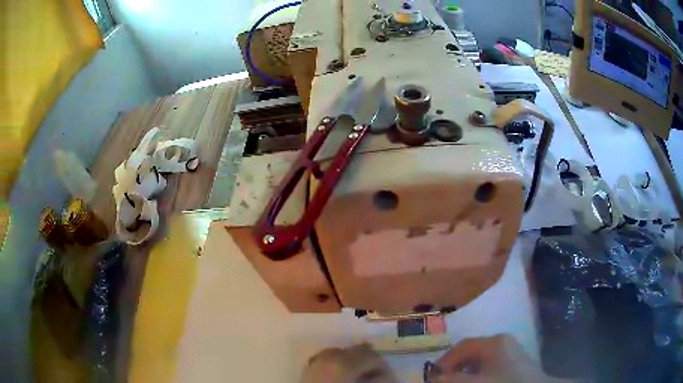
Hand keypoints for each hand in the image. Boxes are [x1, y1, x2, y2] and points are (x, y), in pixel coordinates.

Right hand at [427, 334, 559, 382]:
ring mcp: (510, 351)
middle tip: (444, 380)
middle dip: (454, 367)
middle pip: (471, 352)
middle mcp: (502, 342)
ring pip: (480, 360)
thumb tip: (434, 377)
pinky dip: (478, 373)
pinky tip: (478, 381)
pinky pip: (490, 364)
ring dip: (465, 371)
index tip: (433, 377)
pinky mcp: (515, 362)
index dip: (445, 361)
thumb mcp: (477, 382)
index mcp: (493, 342)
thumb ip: (453, 380)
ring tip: (458, 382)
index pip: (462, 347)